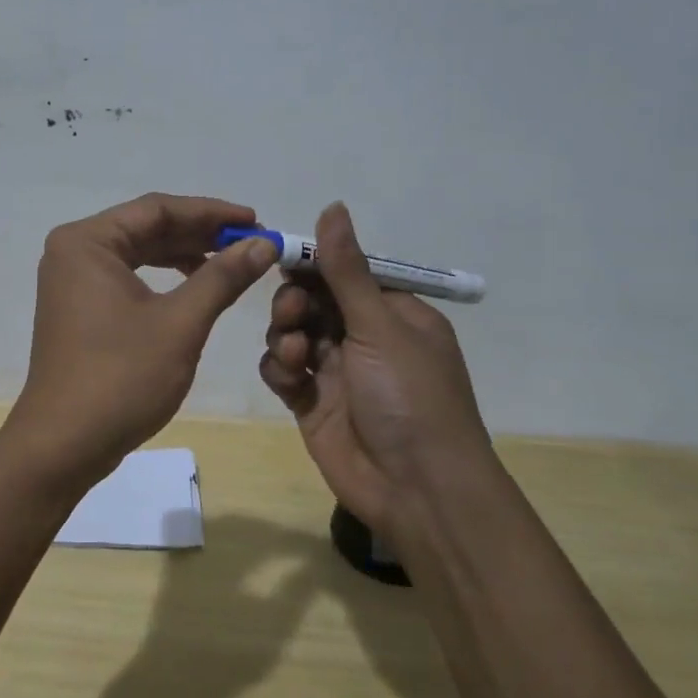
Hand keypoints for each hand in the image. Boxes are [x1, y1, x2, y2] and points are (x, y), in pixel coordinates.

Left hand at [6, 193, 279, 484]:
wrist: (64, 445)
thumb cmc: (121, 378)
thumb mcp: (181, 323)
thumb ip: (222, 276)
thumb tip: (264, 243)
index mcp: (88, 242)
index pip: (157, 209)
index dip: (211, 212)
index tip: (256, 221)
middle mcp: (75, 251)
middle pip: (146, 227)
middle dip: (200, 234)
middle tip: (251, 242)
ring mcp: (73, 281)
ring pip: (139, 253)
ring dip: (185, 255)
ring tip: (233, 262)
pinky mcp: (79, 308)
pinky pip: (128, 277)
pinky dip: (164, 279)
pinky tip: (197, 286)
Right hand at [257, 201, 492, 543]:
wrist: (416, 490)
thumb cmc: (409, 397)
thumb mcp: (380, 326)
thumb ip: (346, 270)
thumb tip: (333, 206)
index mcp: (394, 314)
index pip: (345, 273)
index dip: (313, 264)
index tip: (281, 256)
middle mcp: (365, 338)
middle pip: (313, 301)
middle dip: (295, 302)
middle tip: (292, 313)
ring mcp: (338, 371)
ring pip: (293, 333)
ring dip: (286, 335)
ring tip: (295, 352)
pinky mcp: (314, 402)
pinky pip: (284, 371)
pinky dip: (281, 369)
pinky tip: (290, 378)